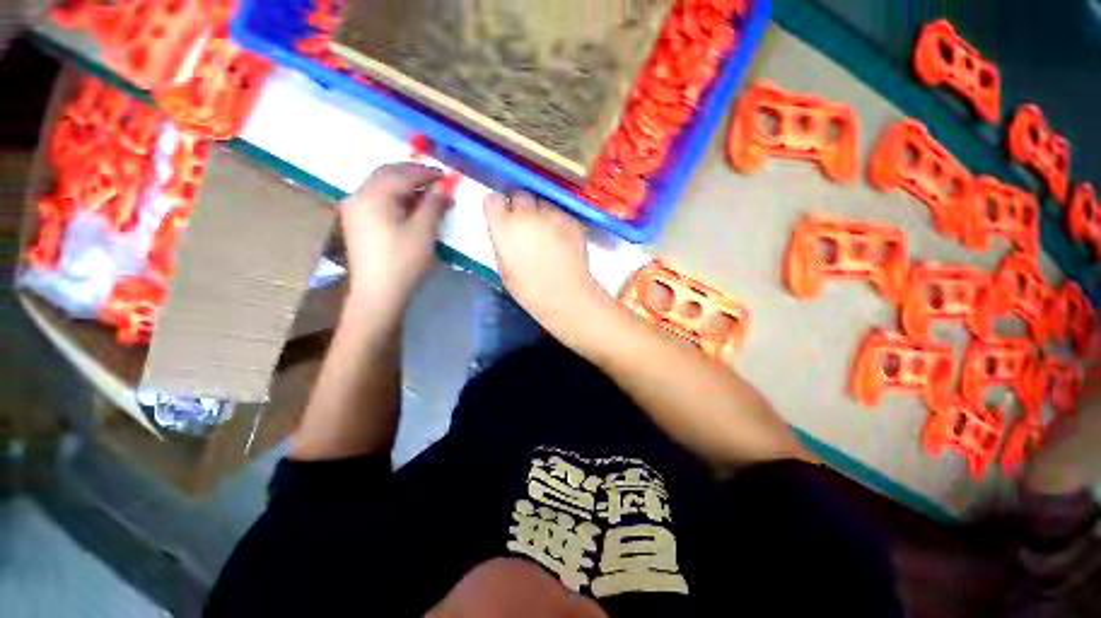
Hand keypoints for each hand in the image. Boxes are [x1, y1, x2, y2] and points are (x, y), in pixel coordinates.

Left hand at [341, 163, 448, 312]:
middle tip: (436, 181)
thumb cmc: (404, 261)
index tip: (446, 175)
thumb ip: (433, 204)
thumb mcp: (424, 231)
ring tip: (427, 195)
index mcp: (373, 195)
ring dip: (404, 185)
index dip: (426, 172)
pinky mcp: (356, 222)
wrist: (378, 293)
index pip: (402, 174)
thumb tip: (442, 187)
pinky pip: (377, 199)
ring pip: (381, 186)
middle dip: (413, 174)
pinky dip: (395, 197)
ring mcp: (354, 209)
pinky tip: (409, 207)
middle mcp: (358, 195)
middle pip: (387, 174)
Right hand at [484, 191, 606, 329]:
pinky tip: (559, 239)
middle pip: (518, 195)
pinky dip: (556, 222)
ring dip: (539, 212)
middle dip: (518, 206)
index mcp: (505, 227)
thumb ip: (502, 242)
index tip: (499, 215)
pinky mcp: (571, 221)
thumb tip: (503, 231)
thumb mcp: (504, 268)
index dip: (495, 207)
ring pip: (541, 203)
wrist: (566, 296)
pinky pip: (559, 213)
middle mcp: (528, 215)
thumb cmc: (530, 290)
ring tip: (544, 232)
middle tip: (522, 224)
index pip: (492, 200)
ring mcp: (552, 216)